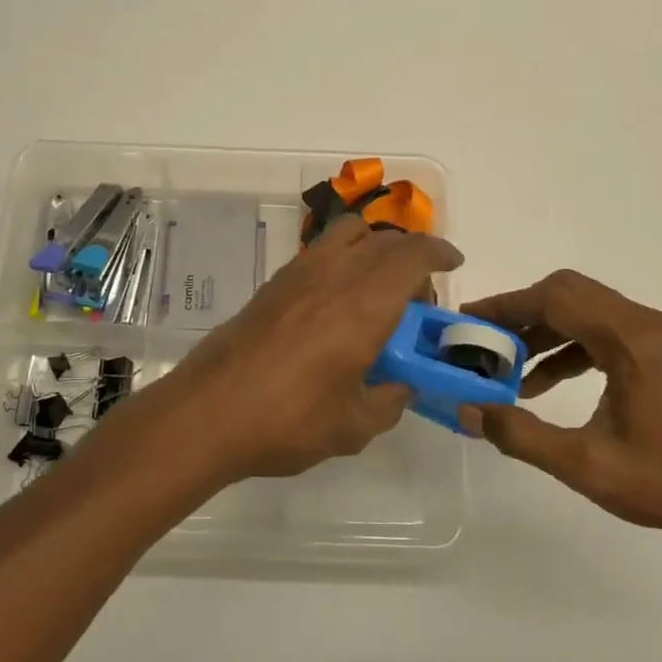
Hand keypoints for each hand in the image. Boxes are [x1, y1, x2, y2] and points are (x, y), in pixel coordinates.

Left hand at [161, 213, 461, 479]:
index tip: (453, 264)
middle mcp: (334, 275)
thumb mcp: (353, 427)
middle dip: (410, 257)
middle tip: (416, 299)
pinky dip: (342, 260)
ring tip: (376, 290)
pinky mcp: (272, 284)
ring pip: (347, 234)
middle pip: (383, 240)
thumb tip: (399, 387)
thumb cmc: (287, 421)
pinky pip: (320, 252)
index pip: (412, 255)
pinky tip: (335, 305)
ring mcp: (298, 274)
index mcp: (364, 305)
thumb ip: (388, 402)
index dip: (439, 251)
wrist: (208, 412)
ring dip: (374, 248)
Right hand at [460, 271, 661, 555]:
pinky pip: (604, 331)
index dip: (507, 305)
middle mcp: (649, 325)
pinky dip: (569, 346)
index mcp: (633, 341)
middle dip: (522, 312)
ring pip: (586, 310)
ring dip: (544, 330)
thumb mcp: (583, 464)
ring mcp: (660, 337)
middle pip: (570, 293)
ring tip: (508, 365)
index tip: (469, 321)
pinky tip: (544, 383)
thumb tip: (466, 410)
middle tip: (485, 340)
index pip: (557, 299)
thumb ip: (520, 433)